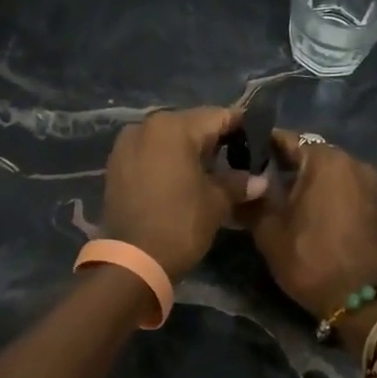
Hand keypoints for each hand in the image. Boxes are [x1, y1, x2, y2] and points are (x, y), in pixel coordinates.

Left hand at [101, 107, 265, 280]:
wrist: (132, 261)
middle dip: (214, 139)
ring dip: (189, 149)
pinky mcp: (116, 163)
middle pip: (191, 124)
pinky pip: (150, 151)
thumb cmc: (180, 223)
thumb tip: (260, 180)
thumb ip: (238, 182)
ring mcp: (127, 143)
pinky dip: (167, 159)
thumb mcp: (216, 202)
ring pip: (168, 137)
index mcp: (174, 126)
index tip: (259, 140)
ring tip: (211, 171)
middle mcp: (147, 125)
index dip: (241, 127)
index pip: (218, 116)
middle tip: (237, 159)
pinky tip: (183, 178)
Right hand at [240, 131, 376, 325]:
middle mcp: (354, 162)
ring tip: (294, 201)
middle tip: (267, 182)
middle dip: (290, 165)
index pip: (287, 140)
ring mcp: (374, 184)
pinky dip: (336, 196)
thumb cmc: (310, 259)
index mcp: (324, 160)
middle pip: (313, 154)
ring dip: (315, 181)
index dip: (263, 146)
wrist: (362, 302)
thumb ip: (253, 200)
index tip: (246, 156)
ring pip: (335, 173)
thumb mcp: (269, 231)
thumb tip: (241, 185)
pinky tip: (321, 216)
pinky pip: (352, 191)